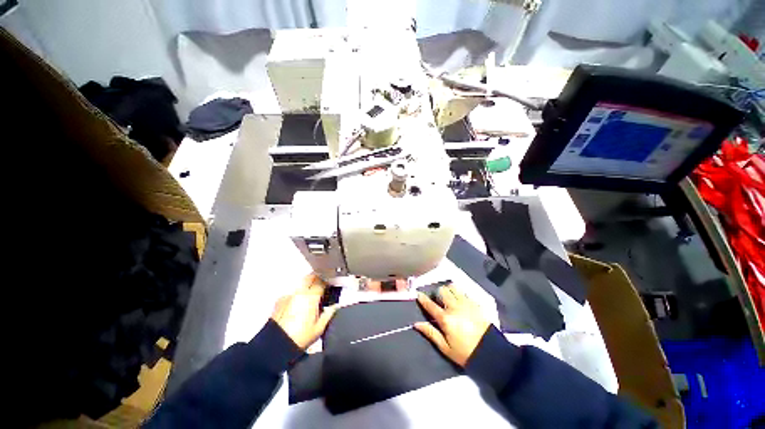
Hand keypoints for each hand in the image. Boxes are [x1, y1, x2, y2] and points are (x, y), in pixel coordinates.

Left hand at [271, 274, 336, 349]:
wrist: (276, 346)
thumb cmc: (299, 338)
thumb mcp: (319, 328)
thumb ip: (329, 314)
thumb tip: (334, 306)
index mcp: (311, 297)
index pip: (321, 282)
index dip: (327, 283)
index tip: (329, 286)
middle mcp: (299, 293)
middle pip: (310, 277)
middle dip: (317, 279)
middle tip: (321, 286)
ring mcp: (288, 296)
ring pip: (300, 285)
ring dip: (306, 287)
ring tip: (309, 298)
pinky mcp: (280, 301)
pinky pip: (291, 294)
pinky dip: (296, 296)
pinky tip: (297, 306)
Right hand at [414, 285, 489, 366]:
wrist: (491, 352)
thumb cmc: (465, 352)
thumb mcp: (445, 348)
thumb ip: (430, 333)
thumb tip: (416, 324)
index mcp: (445, 319)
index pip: (430, 304)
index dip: (422, 298)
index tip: (418, 294)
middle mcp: (454, 307)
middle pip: (442, 291)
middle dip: (437, 293)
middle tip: (438, 300)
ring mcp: (466, 303)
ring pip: (453, 287)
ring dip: (449, 290)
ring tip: (450, 298)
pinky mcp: (475, 303)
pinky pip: (464, 292)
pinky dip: (460, 293)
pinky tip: (461, 301)